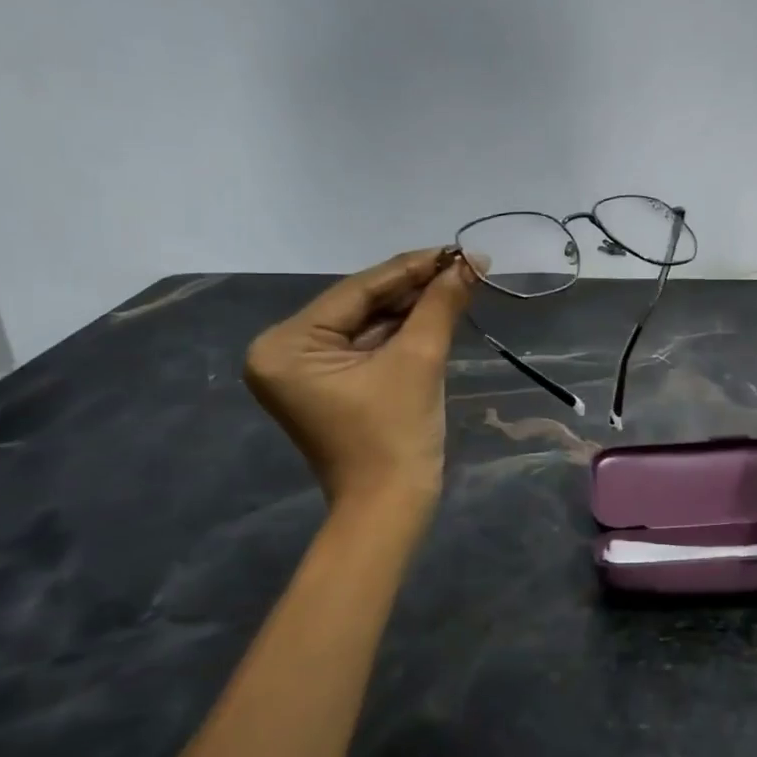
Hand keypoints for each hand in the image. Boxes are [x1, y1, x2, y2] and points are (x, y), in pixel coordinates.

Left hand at [244, 249, 473, 507]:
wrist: (390, 507)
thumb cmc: (395, 435)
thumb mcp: (419, 360)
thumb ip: (440, 304)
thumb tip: (473, 261)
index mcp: (286, 345)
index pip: (357, 291)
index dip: (411, 267)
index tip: (456, 249)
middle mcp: (283, 352)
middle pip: (360, 306)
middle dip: (414, 287)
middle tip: (464, 264)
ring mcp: (303, 370)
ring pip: (367, 324)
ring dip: (412, 306)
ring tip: (459, 281)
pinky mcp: (327, 385)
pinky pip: (367, 346)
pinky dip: (402, 331)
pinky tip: (437, 310)